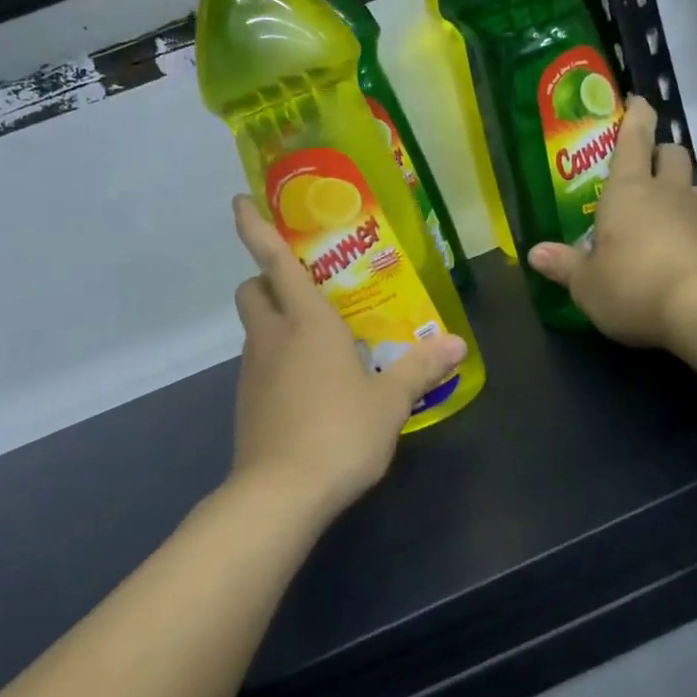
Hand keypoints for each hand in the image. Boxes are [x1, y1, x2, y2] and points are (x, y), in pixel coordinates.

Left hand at [225, 195, 465, 521]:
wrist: (279, 495)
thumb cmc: (339, 433)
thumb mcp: (390, 402)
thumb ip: (420, 368)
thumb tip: (455, 344)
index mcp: (306, 322)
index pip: (274, 261)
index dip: (256, 228)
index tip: (241, 201)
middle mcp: (272, 337)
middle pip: (252, 290)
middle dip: (267, 279)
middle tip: (305, 286)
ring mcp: (253, 371)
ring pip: (255, 328)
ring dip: (276, 320)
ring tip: (320, 339)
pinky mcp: (247, 403)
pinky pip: (259, 363)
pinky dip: (277, 359)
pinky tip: (310, 384)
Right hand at [526, 97, 696, 347]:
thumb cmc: (633, 286)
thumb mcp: (587, 284)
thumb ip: (564, 265)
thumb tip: (534, 253)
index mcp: (629, 190)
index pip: (634, 139)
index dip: (636, 116)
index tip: (638, 101)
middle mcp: (668, 192)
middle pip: (672, 153)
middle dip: (660, 152)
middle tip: (645, 168)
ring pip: (692, 186)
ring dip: (677, 190)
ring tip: (660, 213)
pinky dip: (691, 227)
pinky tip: (679, 251)